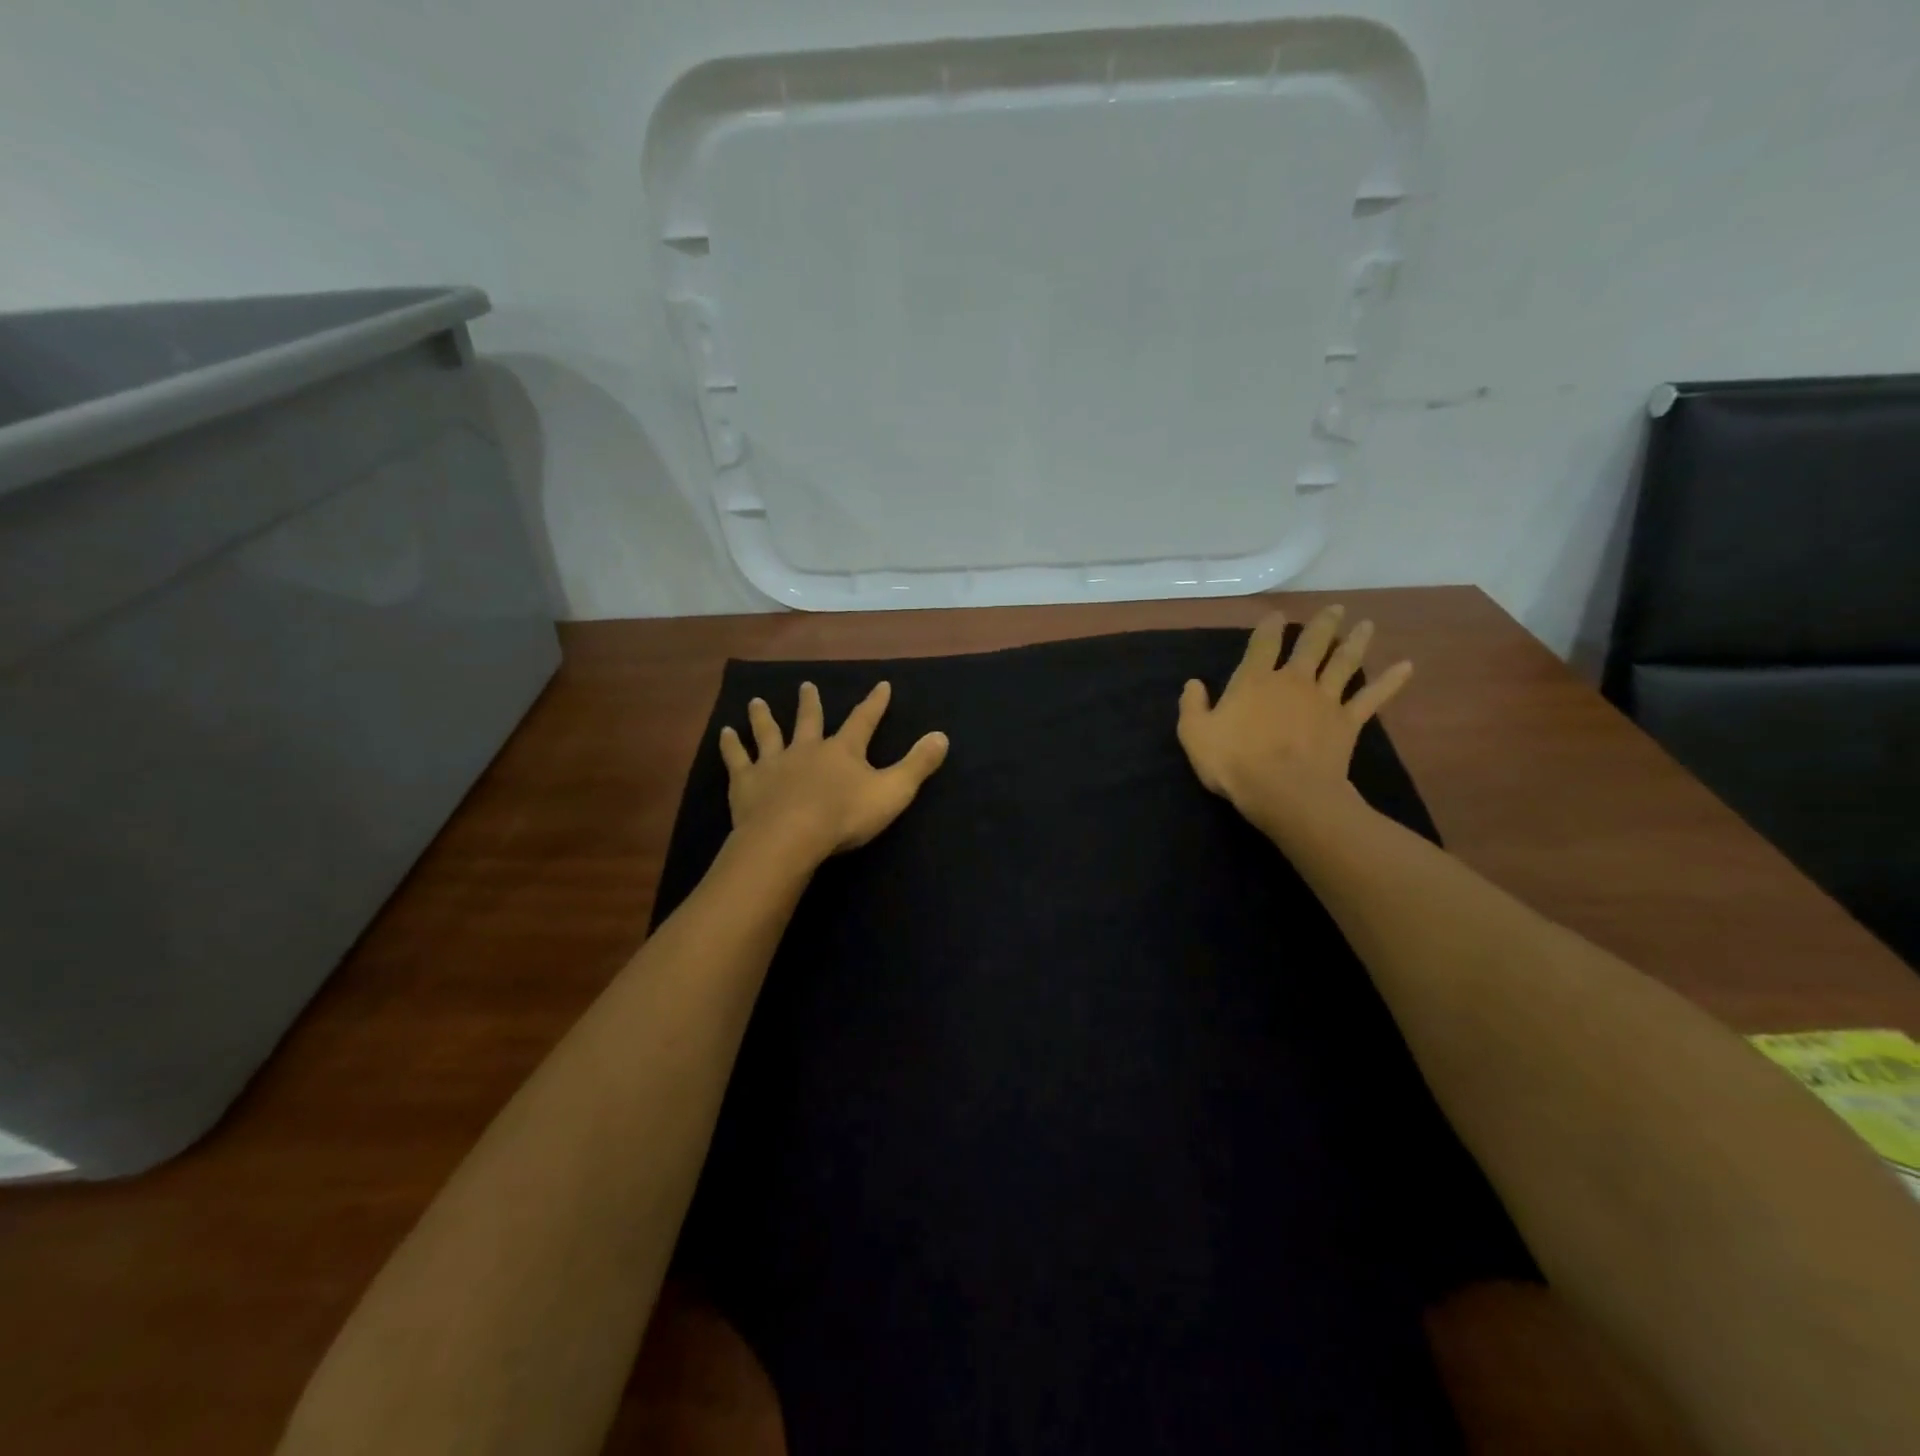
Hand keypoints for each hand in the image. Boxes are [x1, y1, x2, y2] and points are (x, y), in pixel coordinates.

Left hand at [719, 681, 949, 862]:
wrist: (790, 837)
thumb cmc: (845, 816)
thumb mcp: (893, 791)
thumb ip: (917, 764)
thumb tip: (942, 735)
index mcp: (843, 750)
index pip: (863, 720)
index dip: (874, 703)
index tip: (881, 685)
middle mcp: (807, 748)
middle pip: (809, 720)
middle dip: (811, 703)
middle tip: (806, 685)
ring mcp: (774, 763)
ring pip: (768, 733)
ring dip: (763, 717)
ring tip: (756, 701)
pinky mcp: (747, 782)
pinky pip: (737, 758)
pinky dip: (731, 745)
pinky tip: (725, 733)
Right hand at [1177, 606, 1412, 828]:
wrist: (1284, 791)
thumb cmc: (1234, 762)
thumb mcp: (1195, 735)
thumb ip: (1193, 706)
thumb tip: (1193, 683)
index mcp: (1254, 681)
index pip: (1262, 644)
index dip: (1269, 627)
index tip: (1276, 615)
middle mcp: (1292, 681)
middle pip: (1311, 645)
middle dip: (1322, 625)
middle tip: (1335, 609)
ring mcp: (1324, 699)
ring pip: (1343, 663)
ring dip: (1355, 642)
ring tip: (1366, 624)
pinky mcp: (1347, 722)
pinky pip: (1371, 697)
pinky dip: (1390, 681)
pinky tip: (1407, 667)